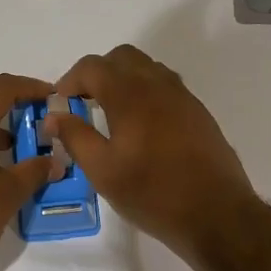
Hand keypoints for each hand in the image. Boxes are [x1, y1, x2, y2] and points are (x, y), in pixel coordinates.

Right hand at [42, 44, 254, 260]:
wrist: (216, 213)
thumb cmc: (152, 193)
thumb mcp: (103, 171)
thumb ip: (75, 137)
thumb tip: (54, 115)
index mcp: (130, 95)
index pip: (93, 67)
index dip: (70, 79)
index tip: (60, 102)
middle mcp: (158, 85)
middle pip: (122, 58)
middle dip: (98, 73)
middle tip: (84, 102)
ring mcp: (183, 97)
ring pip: (147, 69)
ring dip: (123, 79)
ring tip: (110, 113)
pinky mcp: (198, 112)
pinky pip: (166, 86)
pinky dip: (145, 92)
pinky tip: (140, 127)